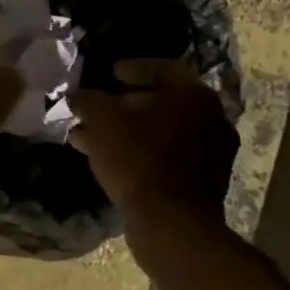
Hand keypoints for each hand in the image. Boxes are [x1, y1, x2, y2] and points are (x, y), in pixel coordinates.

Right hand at [69, 60, 237, 226]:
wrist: (171, 222)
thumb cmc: (137, 158)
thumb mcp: (100, 119)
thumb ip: (87, 99)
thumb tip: (77, 94)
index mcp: (193, 94)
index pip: (161, 67)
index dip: (130, 67)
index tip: (106, 74)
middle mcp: (211, 117)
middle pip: (161, 100)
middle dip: (124, 103)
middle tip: (96, 108)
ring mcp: (212, 150)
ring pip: (161, 129)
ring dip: (128, 129)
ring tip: (91, 137)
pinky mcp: (204, 179)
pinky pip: (167, 153)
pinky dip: (140, 151)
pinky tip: (109, 159)